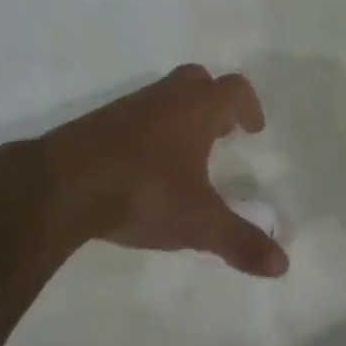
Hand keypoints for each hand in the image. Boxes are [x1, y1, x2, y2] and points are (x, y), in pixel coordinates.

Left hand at [29, 64, 288, 276]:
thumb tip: (283, 265)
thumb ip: (240, 241)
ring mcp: (127, 108)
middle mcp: (163, 99)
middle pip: (196, 80)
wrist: (61, 185)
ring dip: (179, 117)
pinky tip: (143, 168)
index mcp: (195, 110)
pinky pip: (134, 117)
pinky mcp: (97, 124)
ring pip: (162, 98)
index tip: (253, 130)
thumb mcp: (198, 223)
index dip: (248, 106)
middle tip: (221, 134)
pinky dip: (148, 132)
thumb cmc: (142, 192)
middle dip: (213, 102)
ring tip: (183, 158)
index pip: (232, 88)